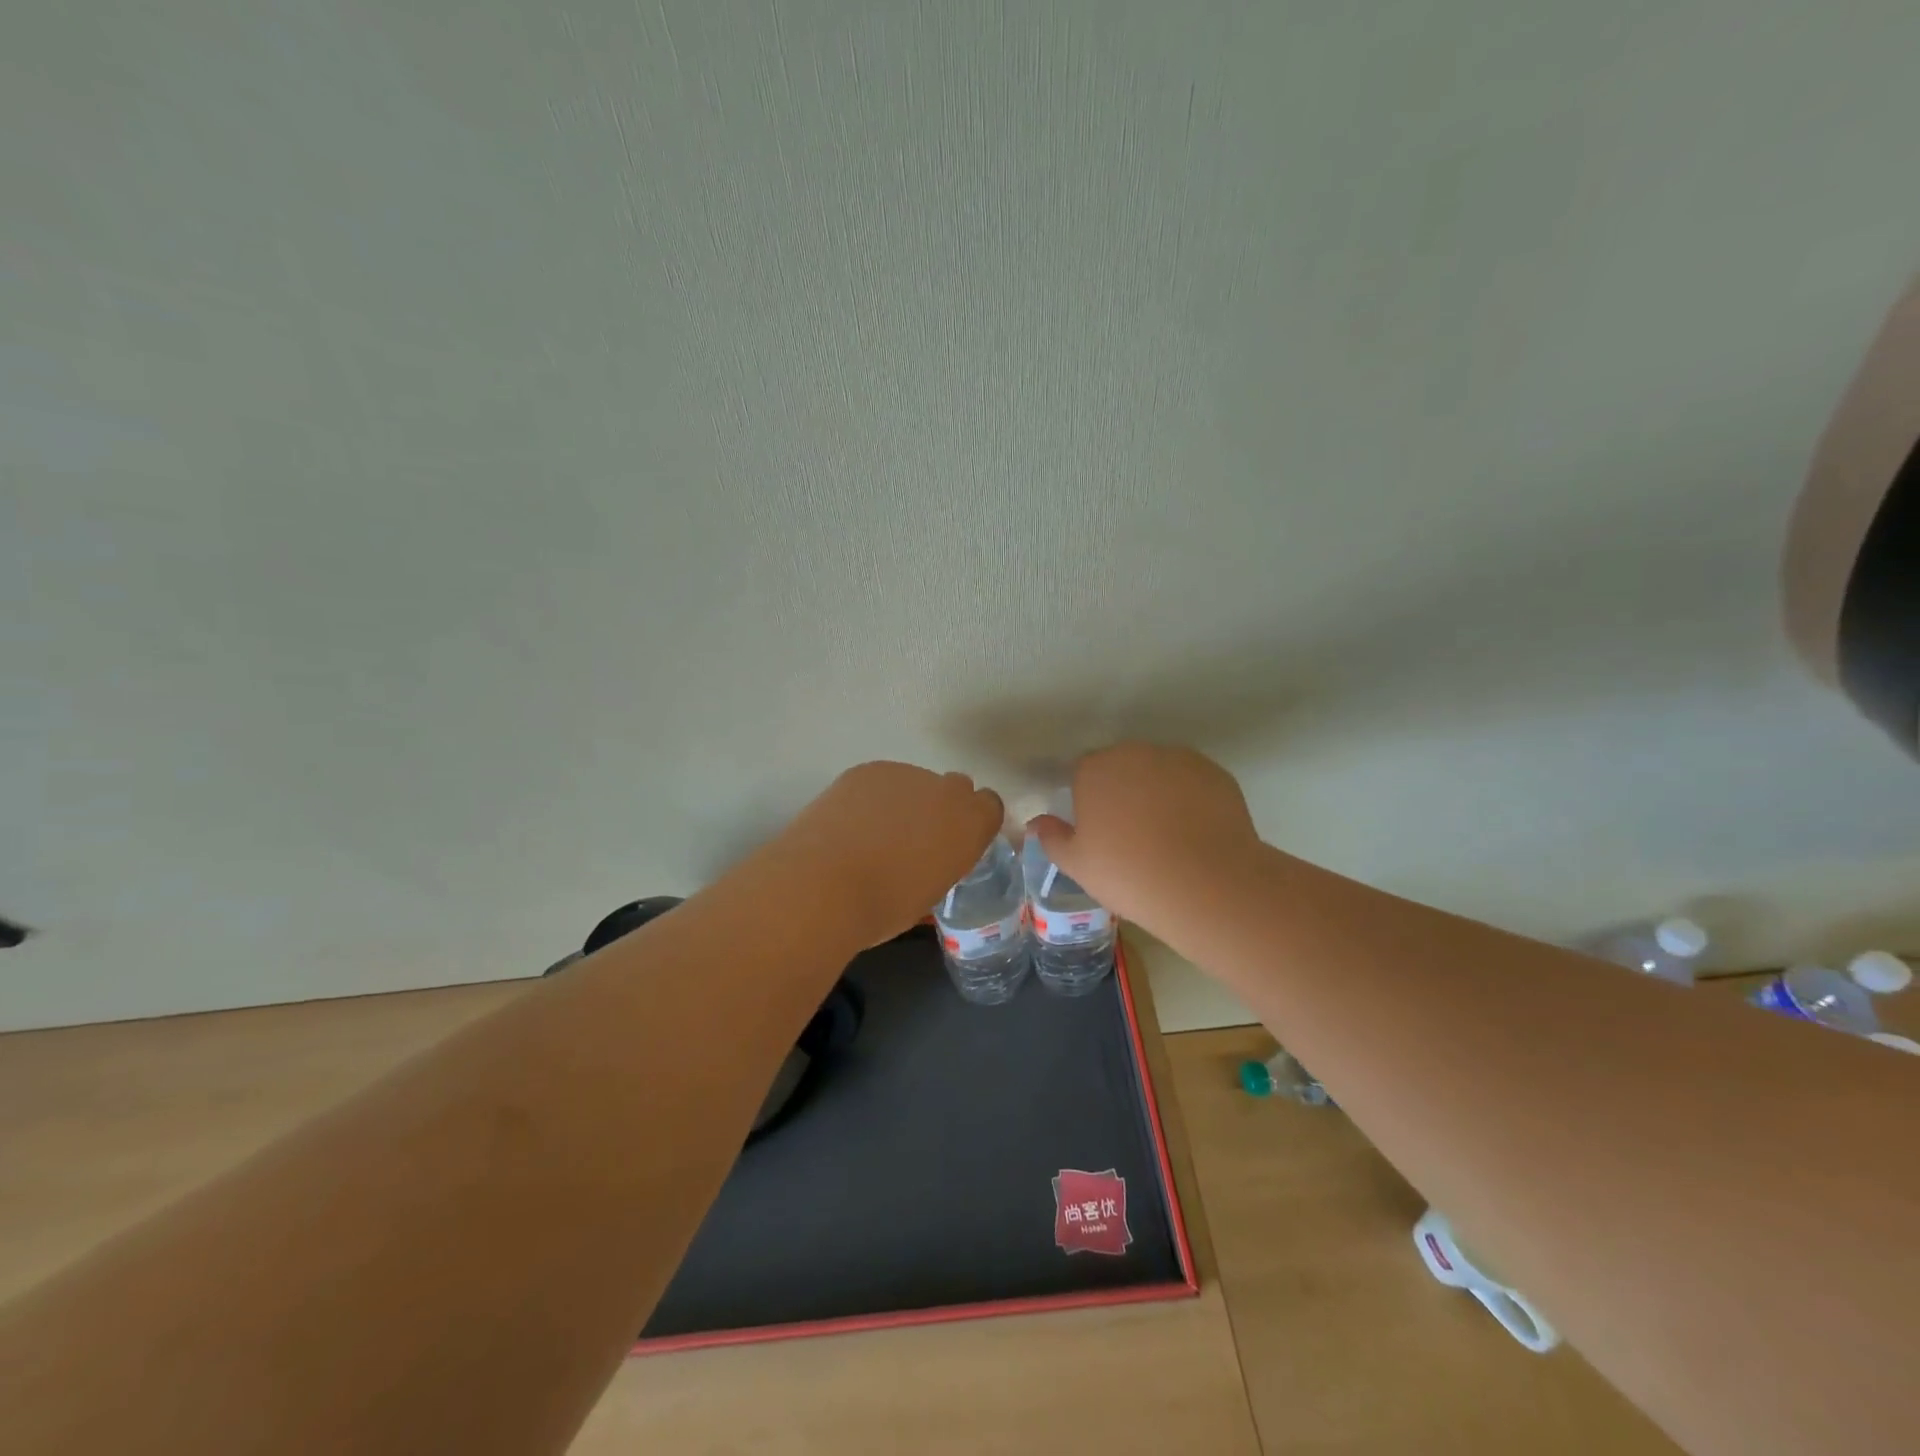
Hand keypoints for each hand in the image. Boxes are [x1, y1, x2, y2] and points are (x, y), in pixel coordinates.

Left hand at [771, 762, 1003, 947]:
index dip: (974, 822)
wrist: (825, 885)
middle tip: (916, 839)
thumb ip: (941, 864)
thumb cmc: (884, 907)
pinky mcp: (866, 770)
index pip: (989, 806)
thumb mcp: (929, 894)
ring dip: (904, 802)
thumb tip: (927, 860)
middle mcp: (946, 790)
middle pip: (955, 787)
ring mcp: (905, 774)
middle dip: (941, 807)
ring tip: (873, 834)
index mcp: (970, 824)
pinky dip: (871, 798)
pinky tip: (850, 823)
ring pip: (914, 783)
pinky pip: (880, 781)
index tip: (956, 843)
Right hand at [1027, 744, 1260, 938]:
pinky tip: (1193, 833)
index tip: (1096, 828)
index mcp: (1095, 769)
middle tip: (1129, 832)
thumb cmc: (1128, 874)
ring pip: (1159, 771)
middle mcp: (1136, 753)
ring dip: (1156, 792)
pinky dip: (1190, 799)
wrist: (1206, 885)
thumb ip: (1052, 838)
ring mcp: (1180, 760)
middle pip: (1122, 766)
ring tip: (1166, 835)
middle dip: (1122, 790)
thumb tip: (1036, 823)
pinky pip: (1192, 783)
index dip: (1087, 798)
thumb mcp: (1078, 865)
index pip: (1082, 772)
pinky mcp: (1216, 774)